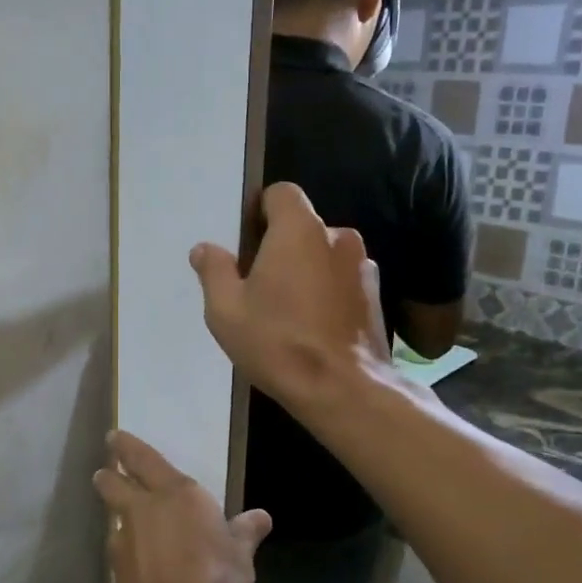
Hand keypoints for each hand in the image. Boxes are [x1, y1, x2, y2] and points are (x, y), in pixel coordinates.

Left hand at [92, 431, 269, 582]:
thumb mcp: (240, 560)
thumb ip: (244, 534)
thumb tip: (260, 516)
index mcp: (177, 495)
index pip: (144, 459)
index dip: (127, 447)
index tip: (114, 437)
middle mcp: (144, 511)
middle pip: (114, 484)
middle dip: (109, 475)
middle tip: (106, 471)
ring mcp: (124, 544)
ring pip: (115, 517)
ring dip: (117, 514)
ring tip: (126, 517)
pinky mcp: (116, 576)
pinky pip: (119, 549)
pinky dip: (126, 548)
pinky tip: (137, 560)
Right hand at [190, 183, 389, 411]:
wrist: (343, 389)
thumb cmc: (277, 342)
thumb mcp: (226, 310)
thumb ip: (214, 271)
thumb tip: (204, 249)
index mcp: (300, 230)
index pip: (281, 193)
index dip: (260, 211)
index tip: (247, 244)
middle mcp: (337, 237)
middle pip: (303, 227)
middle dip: (281, 247)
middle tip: (259, 286)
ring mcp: (363, 266)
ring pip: (324, 255)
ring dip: (306, 271)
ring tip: (288, 312)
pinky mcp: (376, 295)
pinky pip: (342, 279)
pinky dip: (327, 292)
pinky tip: (313, 326)